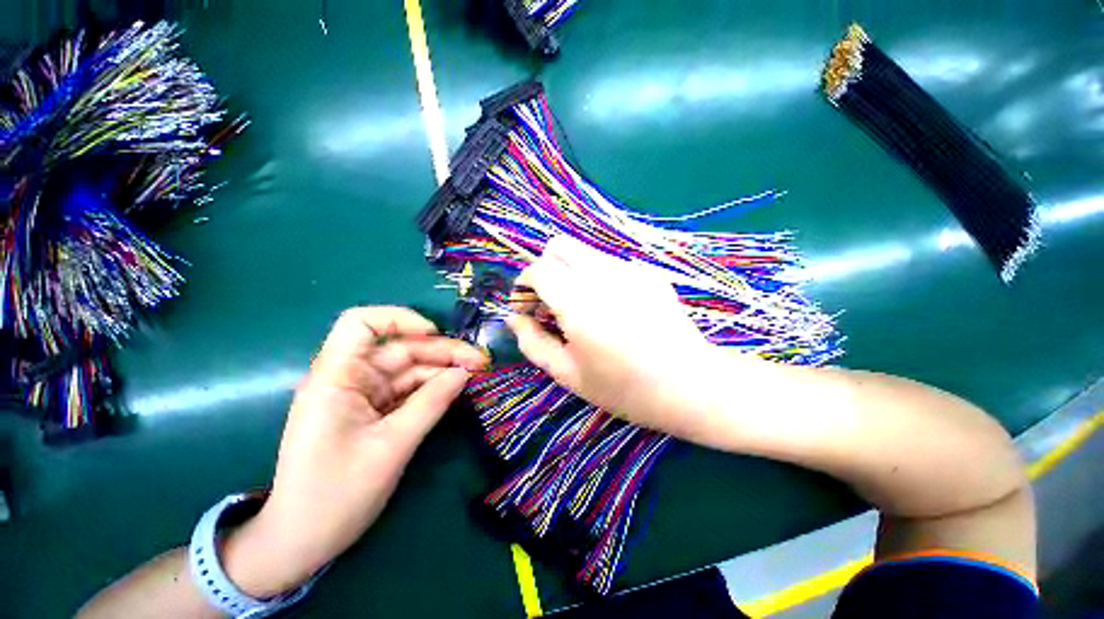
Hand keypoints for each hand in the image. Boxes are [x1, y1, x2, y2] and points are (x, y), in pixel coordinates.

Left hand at [222, 307, 487, 596]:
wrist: (303, 542)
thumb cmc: (336, 495)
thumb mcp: (392, 446)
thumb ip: (432, 403)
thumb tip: (465, 372)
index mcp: (337, 377)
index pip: (361, 323)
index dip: (399, 318)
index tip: (434, 333)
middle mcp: (349, 378)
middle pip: (400, 348)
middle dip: (441, 351)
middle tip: (480, 361)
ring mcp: (363, 396)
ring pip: (409, 369)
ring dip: (443, 369)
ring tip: (477, 373)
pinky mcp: (374, 412)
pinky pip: (408, 391)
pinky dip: (433, 388)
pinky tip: (457, 388)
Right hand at [507, 236, 716, 437]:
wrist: (692, 385)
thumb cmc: (626, 389)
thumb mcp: (569, 375)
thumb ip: (533, 343)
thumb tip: (514, 318)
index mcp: (583, 307)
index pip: (539, 269)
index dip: (524, 284)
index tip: (526, 307)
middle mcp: (606, 278)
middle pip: (559, 246)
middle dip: (544, 270)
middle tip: (549, 303)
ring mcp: (632, 270)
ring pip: (583, 252)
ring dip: (568, 272)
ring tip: (578, 307)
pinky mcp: (648, 272)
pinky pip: (607, 263)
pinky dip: (594, 277)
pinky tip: (610, 307)